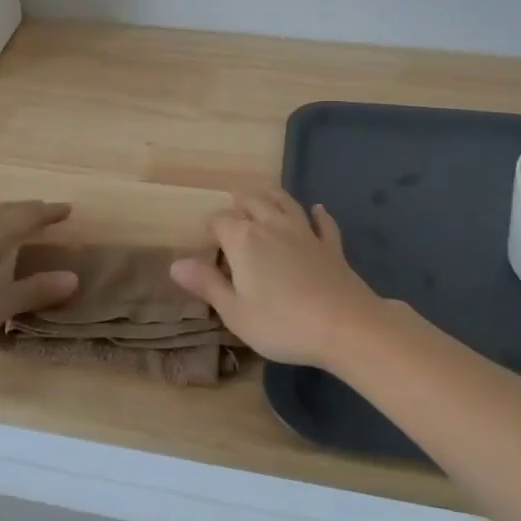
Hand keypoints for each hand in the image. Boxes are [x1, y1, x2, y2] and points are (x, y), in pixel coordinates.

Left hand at [0, 201, 80, 349]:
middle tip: (45, 213)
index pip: (27, 215)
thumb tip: (73, 277)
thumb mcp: (0, 303)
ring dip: (5, 219)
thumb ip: (35, 290)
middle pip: (4, 211)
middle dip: (27, 211)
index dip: (48, 212)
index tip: (67, 210)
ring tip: (17, 228)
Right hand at [169, 189, 382, 366]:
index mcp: (243, 239)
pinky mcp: (331, 246)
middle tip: (232, 208)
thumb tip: (175, 264)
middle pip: (252, 201)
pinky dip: (319, 215)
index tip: (207, 241)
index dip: (210, 227)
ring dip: (272, 196)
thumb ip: (206, 284)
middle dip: (239, 203)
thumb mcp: (235, 311)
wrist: (345, 326)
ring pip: (285, 203)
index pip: (219, 220)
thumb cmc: (282, 323)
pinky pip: (323, 223)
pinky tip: (317, 209)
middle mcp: (272, 226)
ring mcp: (305, 233)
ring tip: (263, 193)